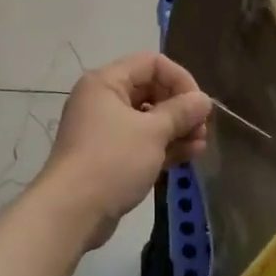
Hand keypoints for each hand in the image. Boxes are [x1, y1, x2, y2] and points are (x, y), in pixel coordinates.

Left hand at [39, 52, 210, 250]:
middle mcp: (102, 100)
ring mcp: (104, 129)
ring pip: (148, 119)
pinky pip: (140, 141)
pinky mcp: (108, 156)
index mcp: (106, 82)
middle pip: (151, 90)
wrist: (71, 212)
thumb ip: (181, 112)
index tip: (198, 106)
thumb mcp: (152, 132)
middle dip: (180, 108)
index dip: (180, 79)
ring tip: (199, 146)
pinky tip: (187, 157)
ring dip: (176, 129)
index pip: (151, 63)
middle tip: (201, 129)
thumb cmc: (112, 161)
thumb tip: (203, 100)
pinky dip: (162, 146)